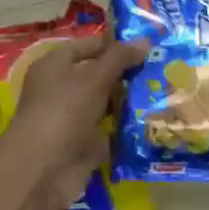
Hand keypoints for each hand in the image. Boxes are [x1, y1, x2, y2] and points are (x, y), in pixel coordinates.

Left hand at [0, 32, 149, 209]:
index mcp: (54, 65)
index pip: (87, 46)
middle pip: (98, 75)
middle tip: (162, 67)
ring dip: (130, 100)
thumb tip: (144, 40)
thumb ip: (119, 58)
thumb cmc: (64, 111)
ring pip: (106, 103)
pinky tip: (154, 120)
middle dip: (127, 73)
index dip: (114, 44)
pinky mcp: (84, 144)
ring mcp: (73, 118)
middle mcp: (62, 89)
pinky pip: (110, 130)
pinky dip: (127, 127)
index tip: (147, 44)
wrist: (44, 169)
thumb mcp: (93, 78)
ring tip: (164, 91)